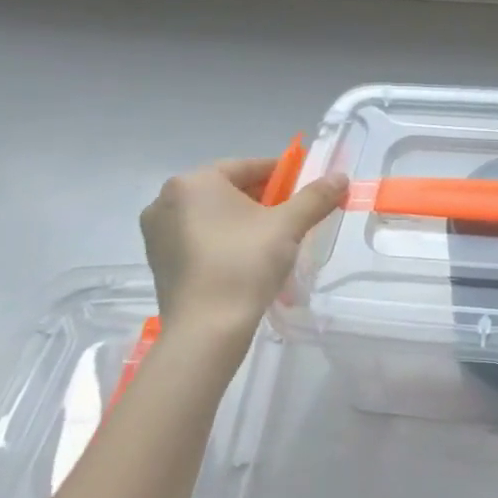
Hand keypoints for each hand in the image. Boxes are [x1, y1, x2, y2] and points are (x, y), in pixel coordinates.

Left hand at [139, 157, 348, 336]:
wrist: (206, 330)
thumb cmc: (245, 263)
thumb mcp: (289, 225)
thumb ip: (315, 196)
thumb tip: (341, 177)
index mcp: (195, 182)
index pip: (248, 166)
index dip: (283, 175)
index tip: (306, 188)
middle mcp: (167, 199)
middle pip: (228, 189)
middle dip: (263, 199)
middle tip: (293, 216)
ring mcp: (157, 232)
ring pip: (213, 214)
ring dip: (243, 220)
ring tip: (273, 240)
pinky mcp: (158, 260)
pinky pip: (198, 237)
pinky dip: (223, 239)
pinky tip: (245, 259)